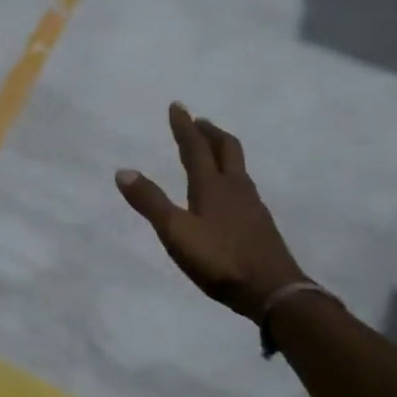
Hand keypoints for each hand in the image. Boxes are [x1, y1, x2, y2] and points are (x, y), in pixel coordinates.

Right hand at [116, 103, 305, 324]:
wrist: (273, 290)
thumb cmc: (220, 260)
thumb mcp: (176, 233)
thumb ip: (151, 203)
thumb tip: (123, 171)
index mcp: (212, 186)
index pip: (195, 148)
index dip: (184, 126)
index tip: (177, 106)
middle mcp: (235, 188)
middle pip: (226, 149)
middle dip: (210, 132)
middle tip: (199, 122)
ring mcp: (251, 206)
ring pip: (238, 167)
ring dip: (223, 151)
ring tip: (213, 150)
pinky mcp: (260, 224)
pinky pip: (244, 186)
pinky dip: (232, 176)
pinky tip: (229, 193)